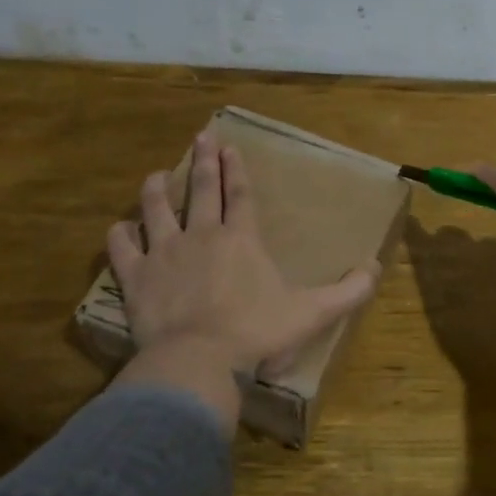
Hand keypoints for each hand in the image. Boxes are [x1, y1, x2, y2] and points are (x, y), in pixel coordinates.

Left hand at [107, 135, 379, 422]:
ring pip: (156, 210)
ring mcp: (164, 254)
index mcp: (241, 239)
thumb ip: (348, 291)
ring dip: (157, 190)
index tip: (230, 146)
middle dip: (203, 161)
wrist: (200, 360)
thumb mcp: (312, 313)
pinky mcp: (136, 278)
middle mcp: (201, 235)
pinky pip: (123, 248)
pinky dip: (120, 236)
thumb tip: (375, 268)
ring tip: (157, 175)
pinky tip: (120, 228)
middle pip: (201, 190)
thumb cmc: (257, 333)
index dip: (236, 168)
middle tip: (201, 136)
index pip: (240, 194)